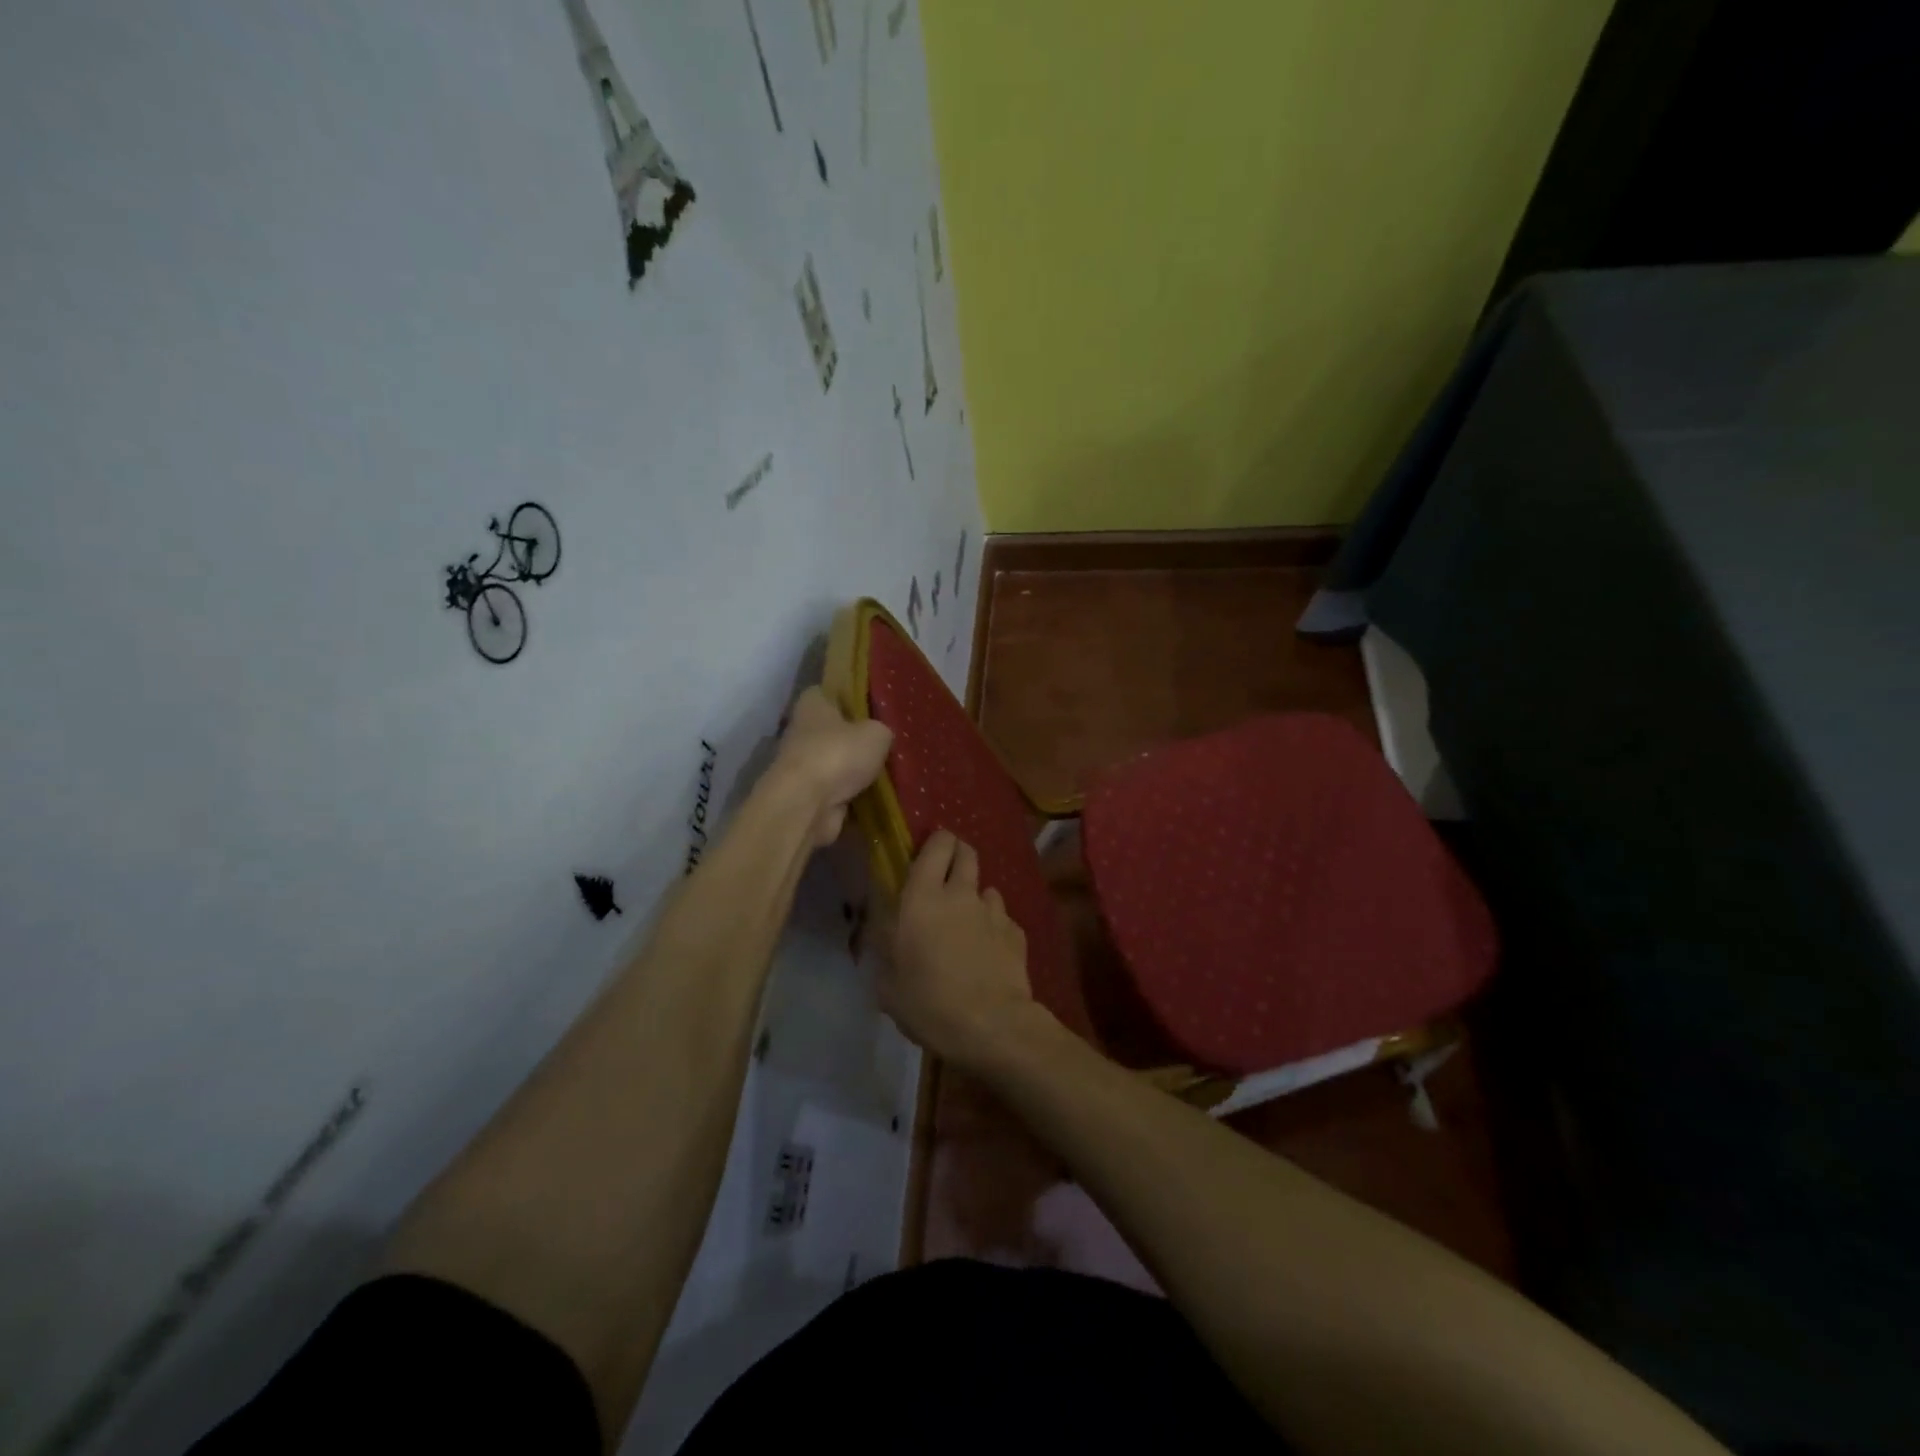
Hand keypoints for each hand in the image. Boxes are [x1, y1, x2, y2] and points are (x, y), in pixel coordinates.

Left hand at [774, 687, 892, 847]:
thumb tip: (881, 737)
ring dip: (856, 771)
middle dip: (857, 739)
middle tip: (887, 744)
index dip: (851, 698)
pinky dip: (854, 796)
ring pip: (837, 763)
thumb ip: (881, 730)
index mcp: (812, 704)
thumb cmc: (838, 754)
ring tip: (889, 773)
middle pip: (834, 731)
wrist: (806, 805)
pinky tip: (878, 797)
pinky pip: (838, 792)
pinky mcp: (808, 795)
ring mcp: (803, 766)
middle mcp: (802, 731)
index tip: (874, 709)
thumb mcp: (876, 733)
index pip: (830, 692)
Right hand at [880, 830, 1044, 1067]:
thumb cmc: (929, 1003)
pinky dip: (994, 927)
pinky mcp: (1016, 932)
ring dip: (976, 898)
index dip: (936, 842)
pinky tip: (989, 951)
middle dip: (958, 856)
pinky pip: (1002, 919)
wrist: (991, 1025)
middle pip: (966, 853)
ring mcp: (993, 911)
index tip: (928, 853)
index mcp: (923, 898)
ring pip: (986, 888)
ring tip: (968, 923)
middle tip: (946, 877)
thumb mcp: (888, 984)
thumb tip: (885, 936)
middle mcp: (960, 894)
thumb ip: (885, 950)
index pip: (936, 846)